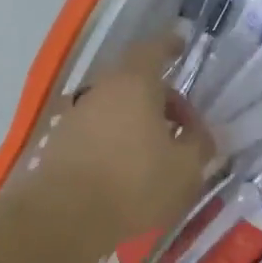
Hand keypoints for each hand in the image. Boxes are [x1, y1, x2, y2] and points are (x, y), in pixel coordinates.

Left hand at [26, 34, 215, 247]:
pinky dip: (116, 140)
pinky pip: (97, 130)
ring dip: (138, 122)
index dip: (169, 45)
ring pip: (115, 107)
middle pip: (135, 82)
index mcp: (134, 84)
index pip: (153, 50)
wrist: (63, 218)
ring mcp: (76, 116)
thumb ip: (199, 145)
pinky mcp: (60, 143)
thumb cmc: (133, 185)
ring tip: (158, 154)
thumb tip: (201, 135)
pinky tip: (127, 170)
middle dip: (161, 99)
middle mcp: (101, 90)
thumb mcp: (184, 170)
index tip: (181, 44)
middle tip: (183, 128)